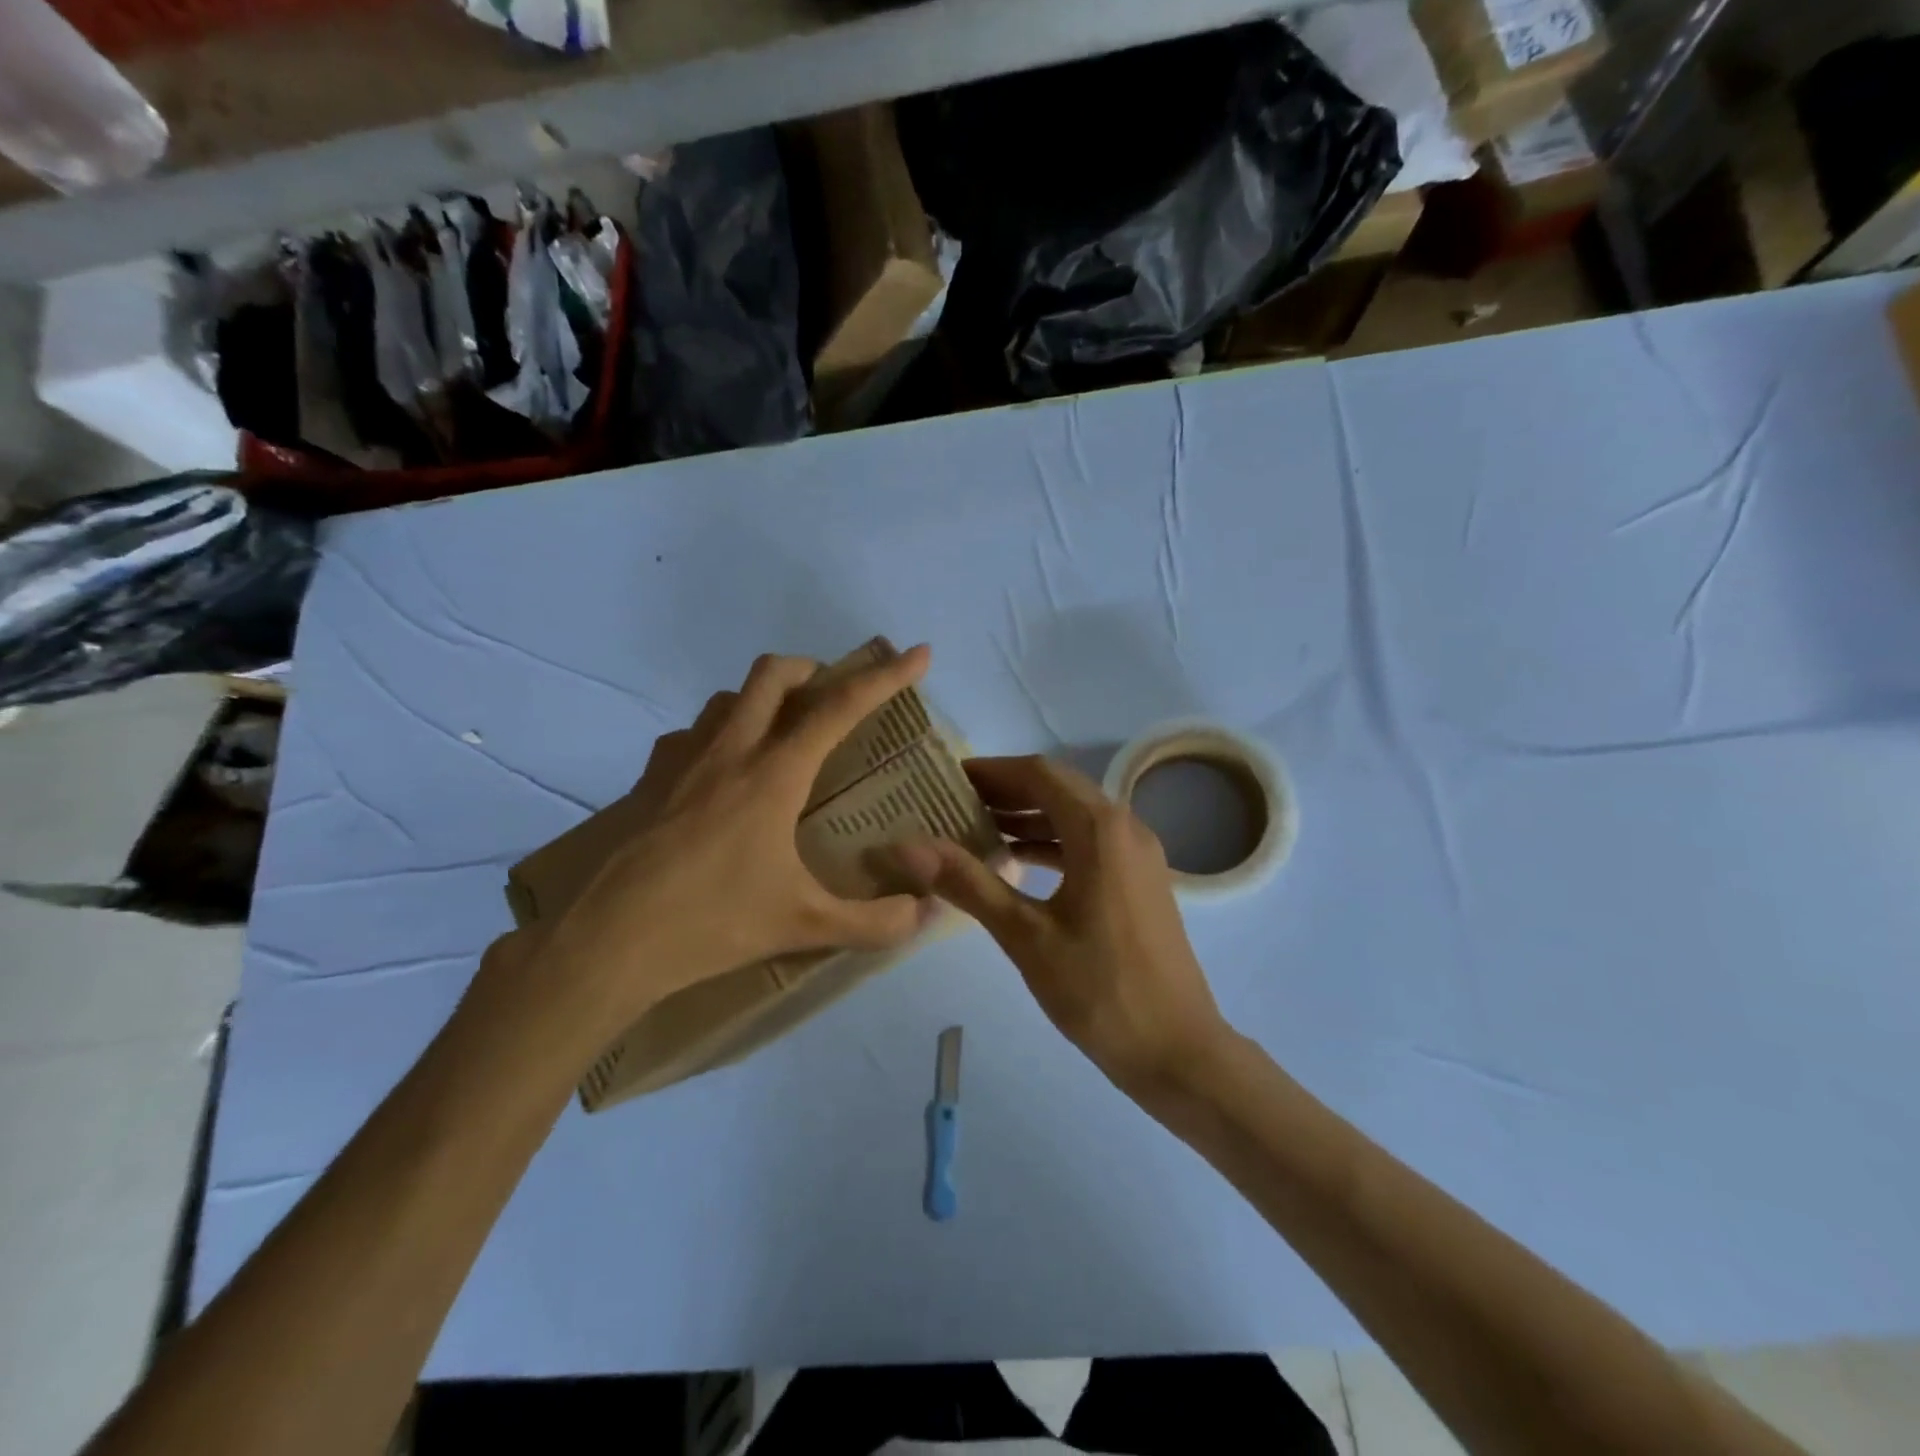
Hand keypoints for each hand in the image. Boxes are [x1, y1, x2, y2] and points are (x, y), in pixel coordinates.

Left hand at [519, 648, 935, 1040]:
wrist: (606, 942)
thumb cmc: (712, 924)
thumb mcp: (805, 926)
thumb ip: (875, 922)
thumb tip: (926, 913)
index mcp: (773, 774)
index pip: (840, 707)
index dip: (886, 676)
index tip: (918, 653)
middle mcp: (729, 751)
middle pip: (773, 674)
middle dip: (814, 669)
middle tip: (836, 696)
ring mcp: (681, 760)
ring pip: (728, 697)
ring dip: (764, 698)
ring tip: (784, 733)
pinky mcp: (648, 780)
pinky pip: (692, 734)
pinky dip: (720, 734)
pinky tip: (724, 774)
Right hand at [893, 755, 1227, 1090]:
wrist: (1177, 1050)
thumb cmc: (1099, 990)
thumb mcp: (1026, 936)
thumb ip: (969, 883)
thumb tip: (909, 847)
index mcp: (1100, 829)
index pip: (1038, 774)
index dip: (991, 771)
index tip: (947, 777)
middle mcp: (1125, 827)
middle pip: (1058, 789)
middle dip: (1006, 791)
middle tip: (953, 802)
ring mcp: (1138, 854)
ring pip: (1075, 816)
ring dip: (1028, 816)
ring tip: (975, 827)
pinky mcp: (1140, 880)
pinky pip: (1090, 843)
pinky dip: (1052, 842)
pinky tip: (1017, 861)